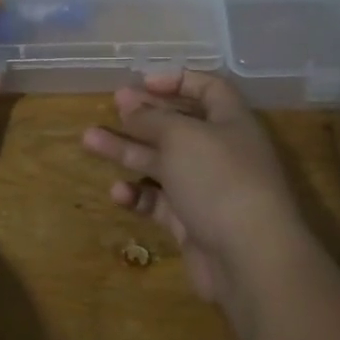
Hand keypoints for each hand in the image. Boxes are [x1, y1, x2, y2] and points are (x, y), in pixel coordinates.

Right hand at [82, 72, 307, 306]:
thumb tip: (129, 102)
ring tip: (89, 139)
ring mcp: (207, 190)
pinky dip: (139, 196)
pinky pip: (161, 202)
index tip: (142, 82)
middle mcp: (221, 152)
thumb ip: (151, 118)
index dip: (177, 80)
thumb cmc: (219, 180)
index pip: (209, 89)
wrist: (250, 259)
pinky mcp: (193, 223)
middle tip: (111, 106)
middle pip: (178, 126)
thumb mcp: (181, 137)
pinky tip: (118, 192)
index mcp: (231, 122)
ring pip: (161, 164)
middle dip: (143, 116)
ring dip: (127, 151)